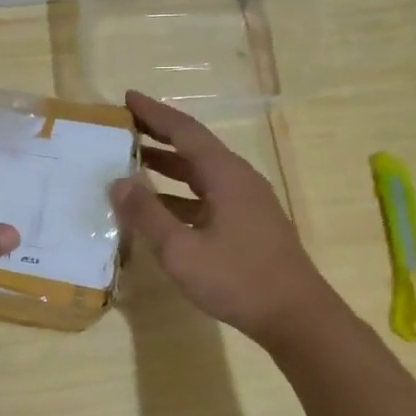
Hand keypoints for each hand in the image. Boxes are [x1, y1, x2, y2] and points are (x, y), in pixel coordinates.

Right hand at [109, 91, 334, 345]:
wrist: (296, 317)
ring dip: (168, 166)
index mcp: (226, 175)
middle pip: (194, 148)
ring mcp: (246, 203)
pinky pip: (207, 197)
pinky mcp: (248, 225)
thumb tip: (118, 182)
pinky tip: (159, 208)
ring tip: (133, 161)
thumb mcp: (181, 250)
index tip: (127, 98)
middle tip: (124, 126)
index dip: (154, 114)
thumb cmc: (237, 280)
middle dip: (159, 135)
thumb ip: (147, 215)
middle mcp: (238, 180)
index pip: (185, 132)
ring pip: (201, 174)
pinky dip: (180, 195)